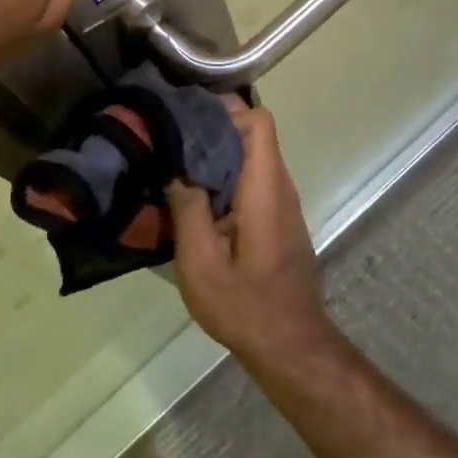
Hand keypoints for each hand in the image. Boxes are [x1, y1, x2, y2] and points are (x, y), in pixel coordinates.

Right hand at [166, 104, 340, 366]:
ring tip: (174, 158)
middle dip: (212, 126)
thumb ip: (187, 208)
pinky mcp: (276, 219)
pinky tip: (193, 191)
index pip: (259, 122)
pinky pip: (251, 179)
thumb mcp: (200, 261)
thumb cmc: (244, 306)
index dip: (224, 110)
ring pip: (251, 156)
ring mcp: (282, 204)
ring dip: (216, 151)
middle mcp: (280, 188)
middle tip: (168, 134)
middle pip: (253, 135)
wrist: (290, 348)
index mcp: (265, 190)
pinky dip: (224, 174)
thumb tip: (175, 164)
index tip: (185, 115)